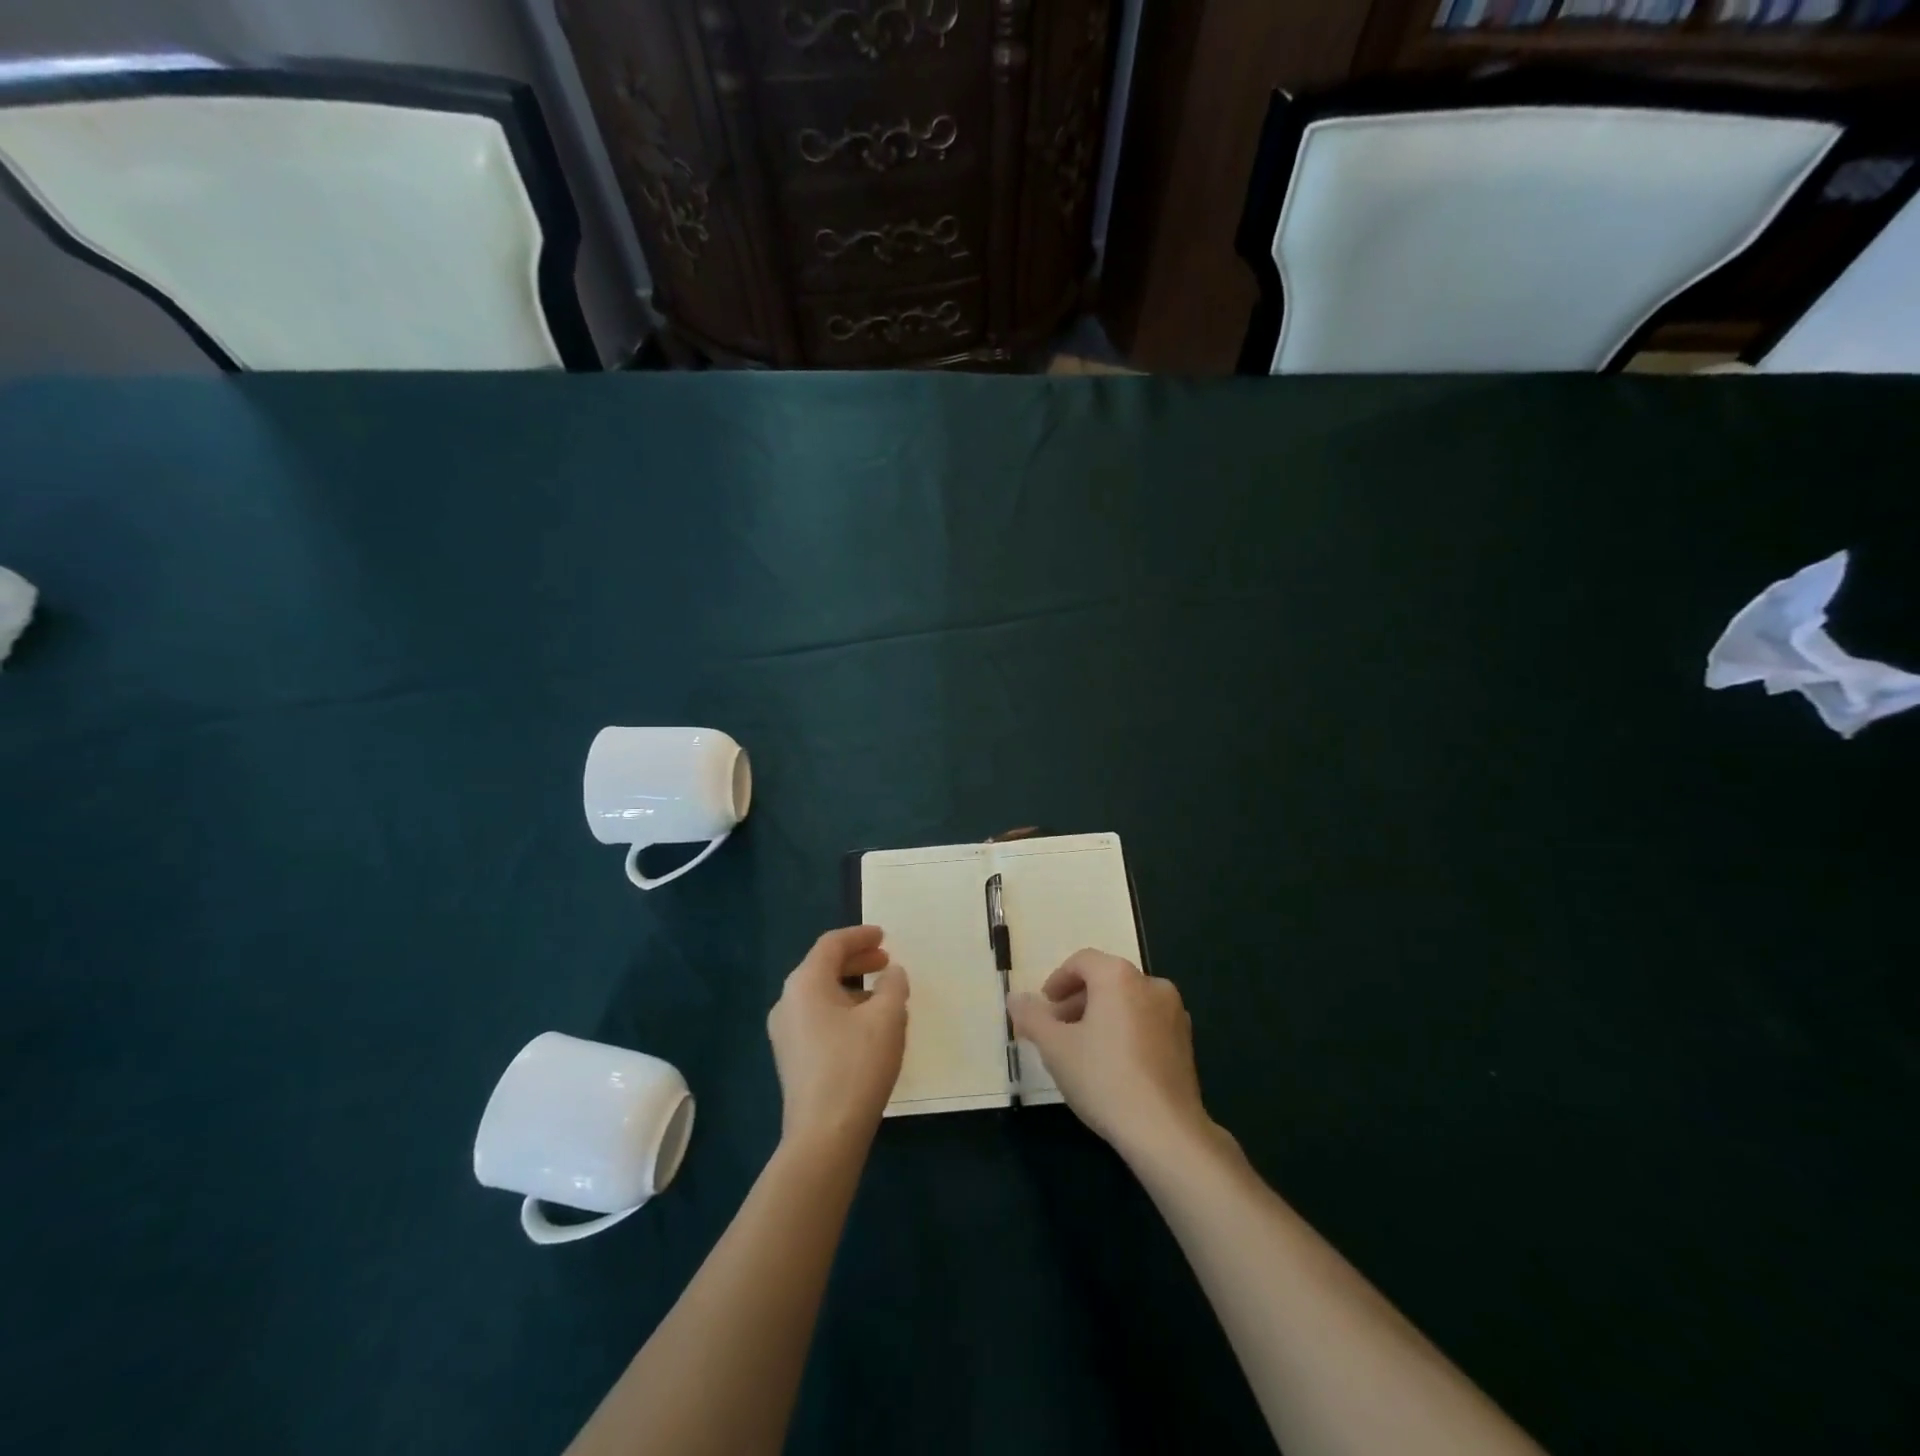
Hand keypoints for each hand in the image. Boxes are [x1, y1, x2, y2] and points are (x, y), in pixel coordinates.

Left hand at [767, 925, 908, 1148]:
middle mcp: (787, 1002)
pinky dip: (843, 1009)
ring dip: (852, 987)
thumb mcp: (887, 1018)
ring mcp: (785, 1033)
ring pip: (821, 994)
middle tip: (886, 961)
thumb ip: (893, 985)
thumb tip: (891, 973)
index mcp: (805, 984)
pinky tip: (867, 1027)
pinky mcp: (792, 1058)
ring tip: (884, 996)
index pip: (831, 945)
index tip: (884, 936)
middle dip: (857, 961)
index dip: (860, 936)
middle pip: (823, 967)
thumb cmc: (856, 1066)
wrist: (824, 1135)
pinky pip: (818, 1017)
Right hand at [1008, 950, 1213, 1163]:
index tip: (1044, 1008)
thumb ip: (1032, 1017)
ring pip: (1127, 1002)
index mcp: (1119, 976)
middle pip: (1106, 980)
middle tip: (1057, 1030)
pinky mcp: (1186, 1042)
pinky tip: (1112, 1066)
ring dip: (1101, 1017)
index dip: (1057, 981)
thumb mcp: (1055, 1048)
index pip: (1082, 962)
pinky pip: (1147, 1023)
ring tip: (1082, 1050)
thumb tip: (1014, 998)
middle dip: (1077, 1001)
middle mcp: (1151, 984)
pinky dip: (1125, 1031)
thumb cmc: (1103, 1078)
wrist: (1165, 1131)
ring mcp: (1174, 1013)